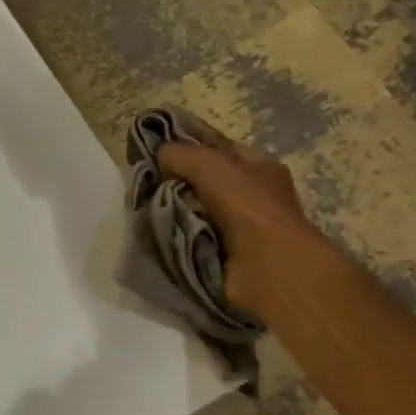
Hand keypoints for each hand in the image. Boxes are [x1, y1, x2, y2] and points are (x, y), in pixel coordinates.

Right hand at [158, 124, 314, 314]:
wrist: (269, 268)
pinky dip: (179, 237)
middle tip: (147, 183)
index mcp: (259, 166)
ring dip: (175, 212)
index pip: (218, 148)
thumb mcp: (211, 165)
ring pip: (197, 210)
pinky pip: (195, 238)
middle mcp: (253, 194)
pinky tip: (160, 234)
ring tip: (147, 209)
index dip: (189, 146)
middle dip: (177, 182)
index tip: (156, 151)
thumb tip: (159, 155)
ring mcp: (243, 227)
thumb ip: (180, 154)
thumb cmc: (248, 207)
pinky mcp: (229, 255)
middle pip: (205, 181)